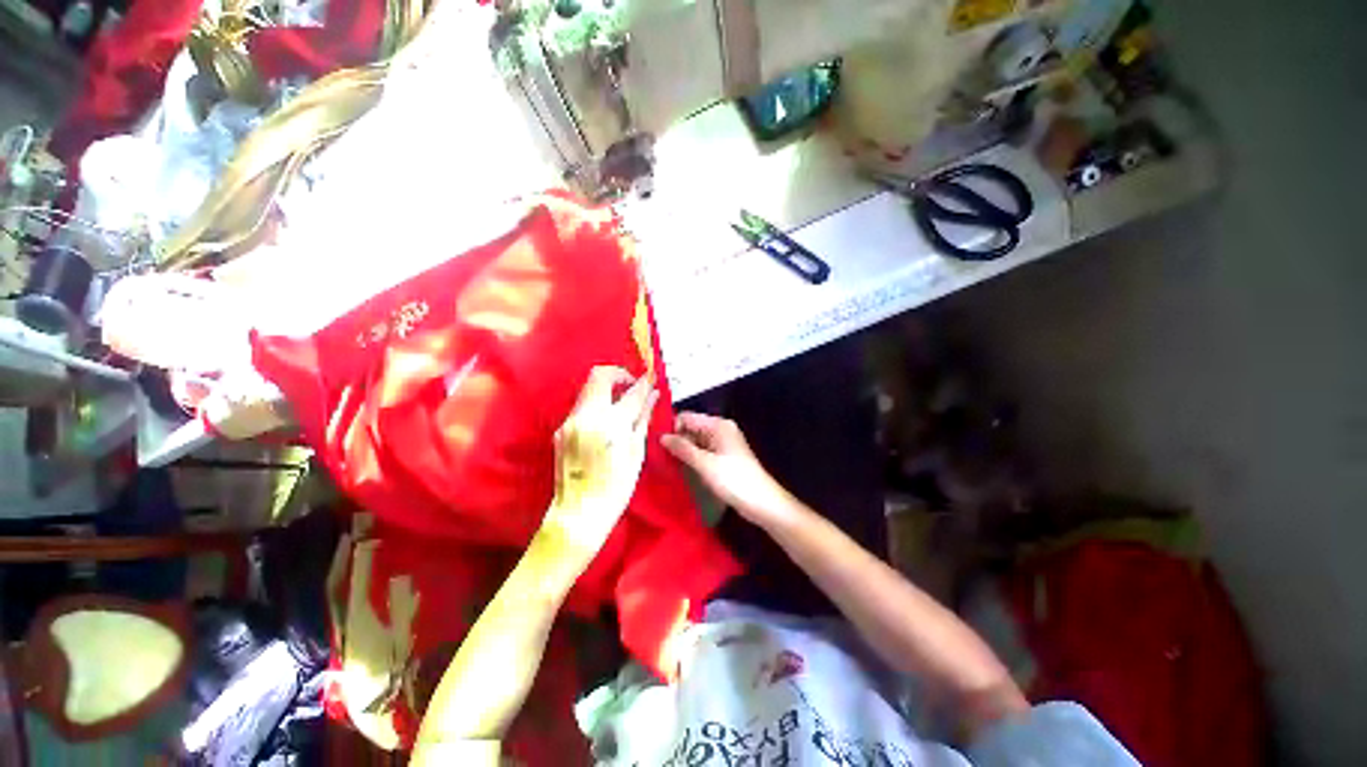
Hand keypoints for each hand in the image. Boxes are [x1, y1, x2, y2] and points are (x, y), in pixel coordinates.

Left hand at [540, 366, 657, 571]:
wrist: (578, 513)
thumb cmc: (616, 487)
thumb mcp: (636, 452)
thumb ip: (643, 418)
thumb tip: (652, 394)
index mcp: (610, 424)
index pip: (631, 392)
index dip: (643, 382)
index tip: (650, 376)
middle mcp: (587, 416)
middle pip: (599, 375)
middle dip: (618, 373)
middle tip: (631, 385)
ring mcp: (570, 421)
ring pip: (588, 389)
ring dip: (606, 389)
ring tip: (621, 403)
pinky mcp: (561, 429)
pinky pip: (581, 406)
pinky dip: (596, 405)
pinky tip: (605, 421)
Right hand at [662, 413, 795, 528]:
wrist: (762, 502)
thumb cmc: (734, 480)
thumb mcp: (705, 464)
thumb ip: (683, 448)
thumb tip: (661, 437)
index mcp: (718, 425)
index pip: (687, 417)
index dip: (672, 427)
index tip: (656, 443)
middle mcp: (720, 430)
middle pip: (691, 428)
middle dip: (676, 439)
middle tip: (657, 455)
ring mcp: (722, 444)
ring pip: (695, 441)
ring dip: (682, 450)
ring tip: (664, 462)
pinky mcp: (723, 458)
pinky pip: (702, 452)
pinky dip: (691, 458)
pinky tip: (680, 468)